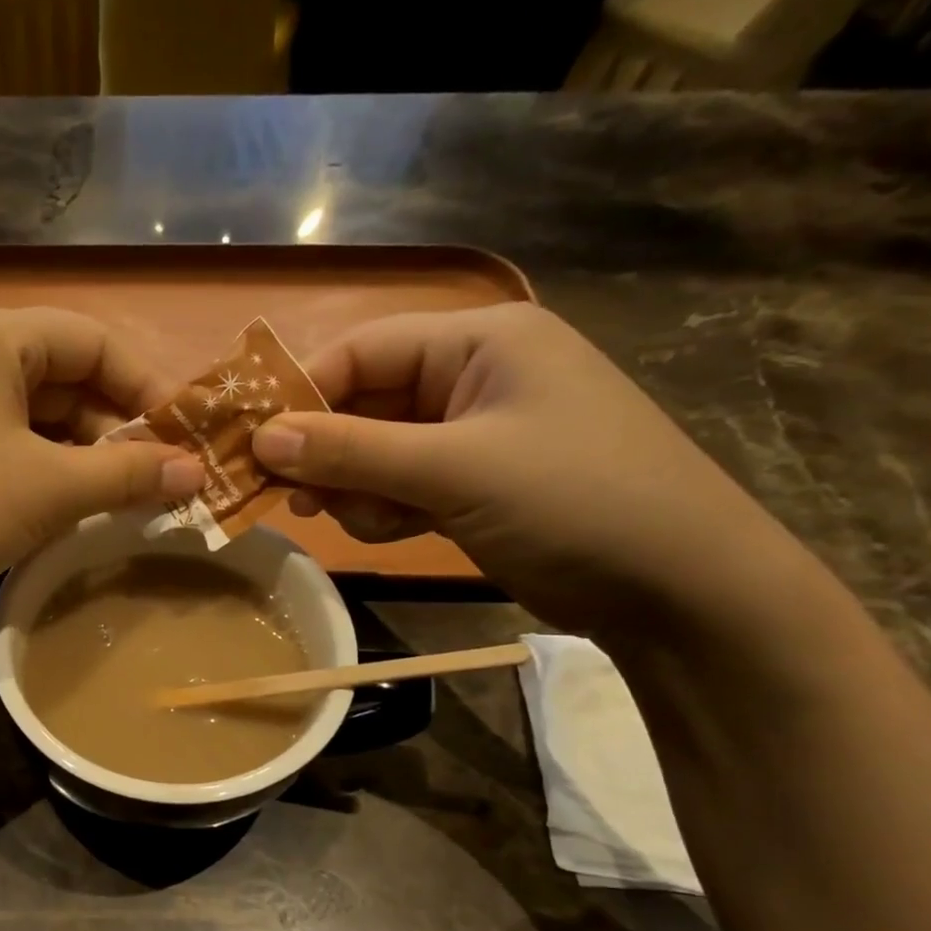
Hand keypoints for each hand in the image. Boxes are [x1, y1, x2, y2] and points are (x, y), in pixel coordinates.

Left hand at [0, 305, 204, 597]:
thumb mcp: (52, 490)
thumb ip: (129, 474)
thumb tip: (197, 472)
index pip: (92, 340)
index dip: (145, 387)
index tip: (182, 436)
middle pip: (59, 375)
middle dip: (112, 428)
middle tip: (155, 477)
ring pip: (28, 413)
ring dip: (78, 452)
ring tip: (117, 497)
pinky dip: (36, 465)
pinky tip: (61, 503)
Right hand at [251, 303, 807, 637]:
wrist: (677, 589)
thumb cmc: (573, 502)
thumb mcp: (454, 471)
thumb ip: (352, 452)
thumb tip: (261, 439)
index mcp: (480, 342)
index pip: (362, 350)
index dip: (303, 395)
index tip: (253, 447)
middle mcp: (472, 376)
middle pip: (364, 403)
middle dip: (330, 454)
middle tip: (299, 501)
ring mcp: (473, 433)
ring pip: (374, 451)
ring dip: (358, 489)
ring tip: (372, 522)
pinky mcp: (471, 482)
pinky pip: (400, 484)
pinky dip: (385, 508)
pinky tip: (397, 532)